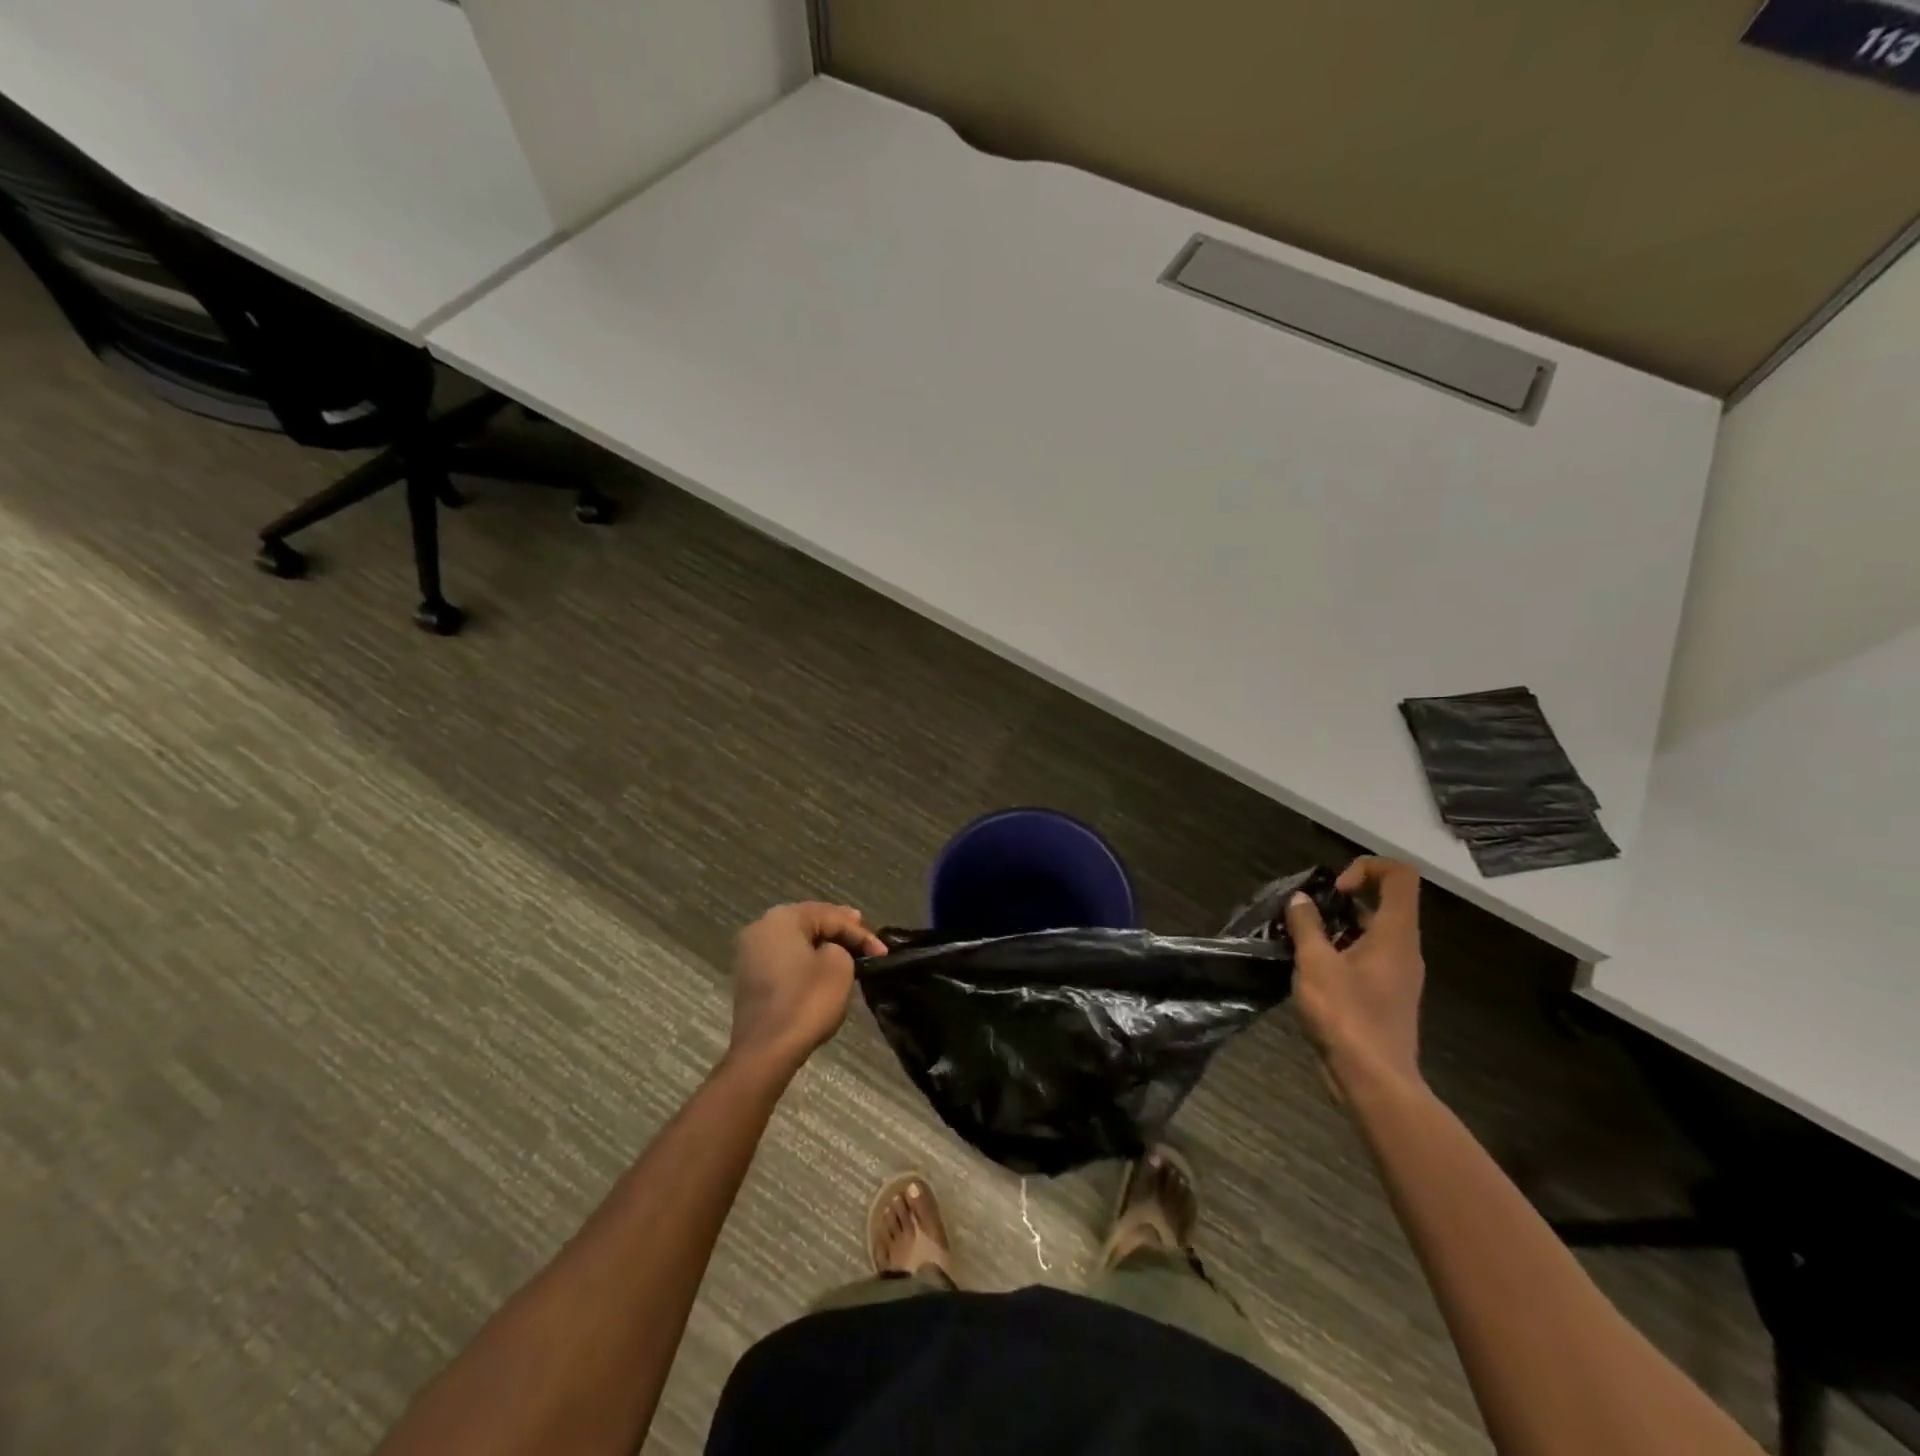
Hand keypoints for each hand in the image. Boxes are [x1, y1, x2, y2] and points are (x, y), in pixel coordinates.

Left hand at [728, 903, 886, 1076]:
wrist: (765, 1051)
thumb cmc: (805, 1001)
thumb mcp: (839, 967)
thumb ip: (842, 947)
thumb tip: (830, 952)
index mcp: (783, 918)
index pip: (831, 916)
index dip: (861, 933)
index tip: (883, 952)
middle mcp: (762, 927)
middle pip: (810, 922)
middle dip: (840, 930)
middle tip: (865, 936)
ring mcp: (751, 953)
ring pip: (797, 940)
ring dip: (823, 944)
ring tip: (848, 948)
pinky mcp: (751, 978)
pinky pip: (786, 958)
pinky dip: (806, 959)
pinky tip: (823, 966)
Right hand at [1284, 858, 1424, 1099]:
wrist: (1374, 1081)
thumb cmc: (1347, 1016)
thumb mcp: (1316, 964)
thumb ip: (1307, 926)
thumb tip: (1300, 900)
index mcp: (1395, 934)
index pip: (1400, 876)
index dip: (1367, 867)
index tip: (1334, 890)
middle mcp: (1403, 950)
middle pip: (1381, 904)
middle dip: (1339, 902)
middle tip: (1304, 917)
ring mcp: (1396, 976)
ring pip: (1369, 934)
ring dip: (1334, 930)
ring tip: (1298, 943)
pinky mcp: (1385, 997)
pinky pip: (1364, 960)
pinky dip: (1338, 954)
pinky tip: (1307, 972)